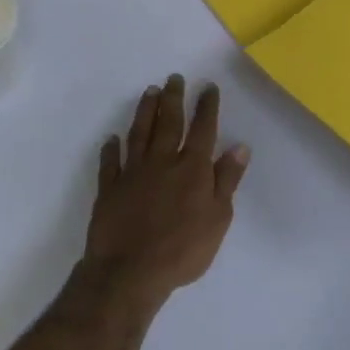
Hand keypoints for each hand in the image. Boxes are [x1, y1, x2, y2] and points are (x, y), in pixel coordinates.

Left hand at [80, 75, 249, 313]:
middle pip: (169, 123)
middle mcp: (163, 162)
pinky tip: (112, 139)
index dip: (206, 106)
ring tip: (150, 92)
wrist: (130, 271)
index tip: (207, 86)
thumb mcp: (218, 218)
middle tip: (174, 78)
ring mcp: (133, 173)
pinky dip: (111, 148)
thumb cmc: (183, 249)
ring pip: (139, 133)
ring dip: (145, 111)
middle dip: (174, 98)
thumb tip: (240, 147)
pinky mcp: (109, 188)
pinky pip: (110, 162)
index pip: (203, 129)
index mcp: (192, 169)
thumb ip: (227, 180)